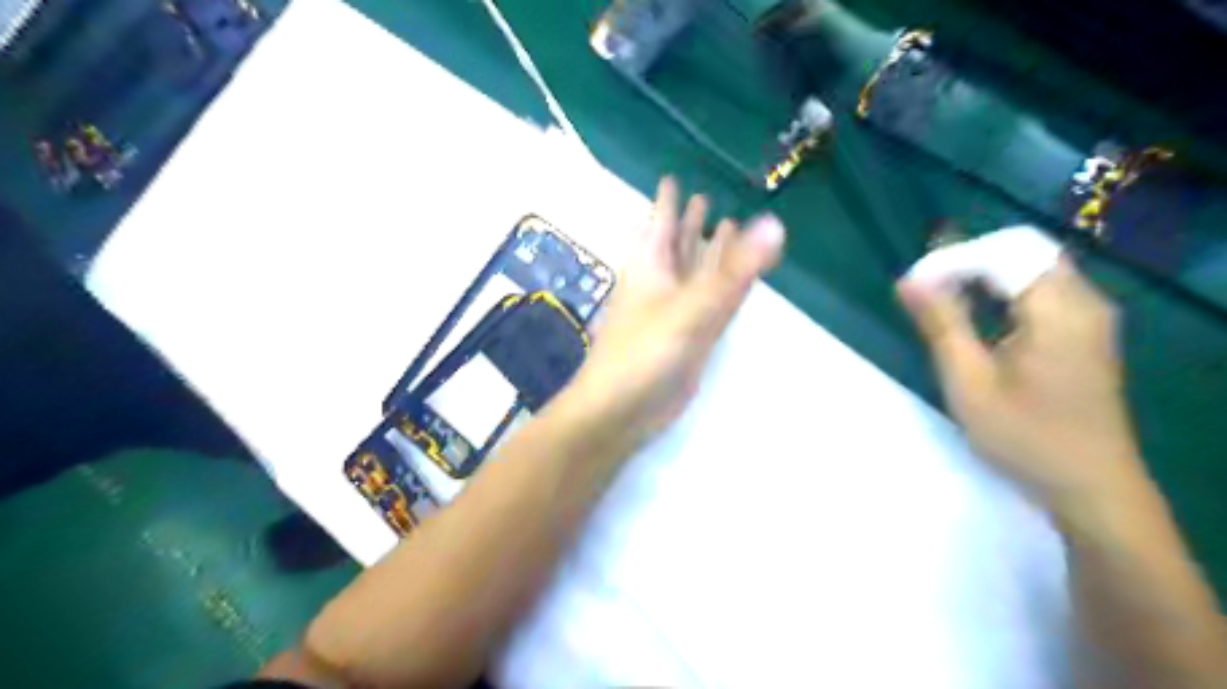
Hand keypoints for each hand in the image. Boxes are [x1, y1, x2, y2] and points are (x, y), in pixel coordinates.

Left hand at [559, 179, 779, 442]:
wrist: (622, 412)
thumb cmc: (643, 353)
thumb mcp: (689, 309)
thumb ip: (732, 271)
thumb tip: (774, 224)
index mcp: (651, 267)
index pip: (660, 223)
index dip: (666, 201)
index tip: (671, 177)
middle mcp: (663, 284)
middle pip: (679, 245)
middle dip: (690, 223)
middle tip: (705, 196)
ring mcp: (676, 312)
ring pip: (697, 273)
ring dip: (709, 252)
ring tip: (728, 226)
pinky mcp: (689, 338)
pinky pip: (710, 303)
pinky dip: (722, 287)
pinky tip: (734, 279)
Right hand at [899, 257, 1145, 513]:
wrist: (1091, 486)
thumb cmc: (1025, 437)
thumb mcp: (970, 381)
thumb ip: (942, 323)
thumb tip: (909, 279)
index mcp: (1060, 308)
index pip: (1002, 252)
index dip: (953, 259)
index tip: (912, 285)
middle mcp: (1083, 300)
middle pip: (1021, 251)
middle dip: (967, 262)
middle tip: (923, 289)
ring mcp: (1089, 316)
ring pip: (1030, 268)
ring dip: (981, 275)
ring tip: (938, 299)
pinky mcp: (1084, 332)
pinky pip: (1040, 289)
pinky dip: (1001, 291)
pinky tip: (973, 314)